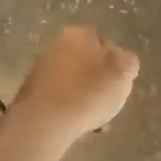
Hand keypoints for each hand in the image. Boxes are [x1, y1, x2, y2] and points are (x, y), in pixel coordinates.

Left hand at [14, 26, 139, 142]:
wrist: (43, 123)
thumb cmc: (88, 93)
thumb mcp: (123, 73)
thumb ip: (128, 61)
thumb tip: (121, 60)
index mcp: (79, 34)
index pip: (105, 41)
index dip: (117, 63)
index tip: (121, 83)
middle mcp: (56, 45)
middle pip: (88, 63)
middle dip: (100, 82)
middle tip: (109, 102)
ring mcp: (40, 69)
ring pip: (74, 83)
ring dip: (86, 99)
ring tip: (96, 122)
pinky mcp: (31, 93)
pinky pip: (60, 98)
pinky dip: (70, 110)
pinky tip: (78, 127)